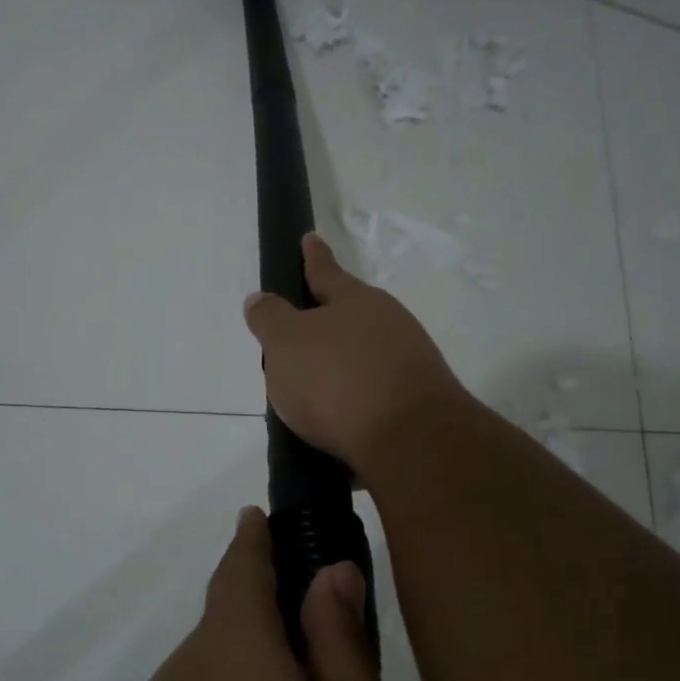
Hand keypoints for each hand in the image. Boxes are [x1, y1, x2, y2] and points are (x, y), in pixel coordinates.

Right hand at [244, 233, 469, 474]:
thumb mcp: (285, 343)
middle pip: (349, 318)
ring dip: (340, 371)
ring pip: (364, 359)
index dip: (312, 256)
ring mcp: (410, 365)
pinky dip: (355, 406)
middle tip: (297, 338)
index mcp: (356, 301)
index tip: (309, 238)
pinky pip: (375, 397)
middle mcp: (390, 325)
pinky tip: (337, 428)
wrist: (411, 442)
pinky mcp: (419, 405)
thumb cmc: (337, 380)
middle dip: (325, 324)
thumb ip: (270, 319)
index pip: (325, 271)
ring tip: (310, 397)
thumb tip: (261, 300)